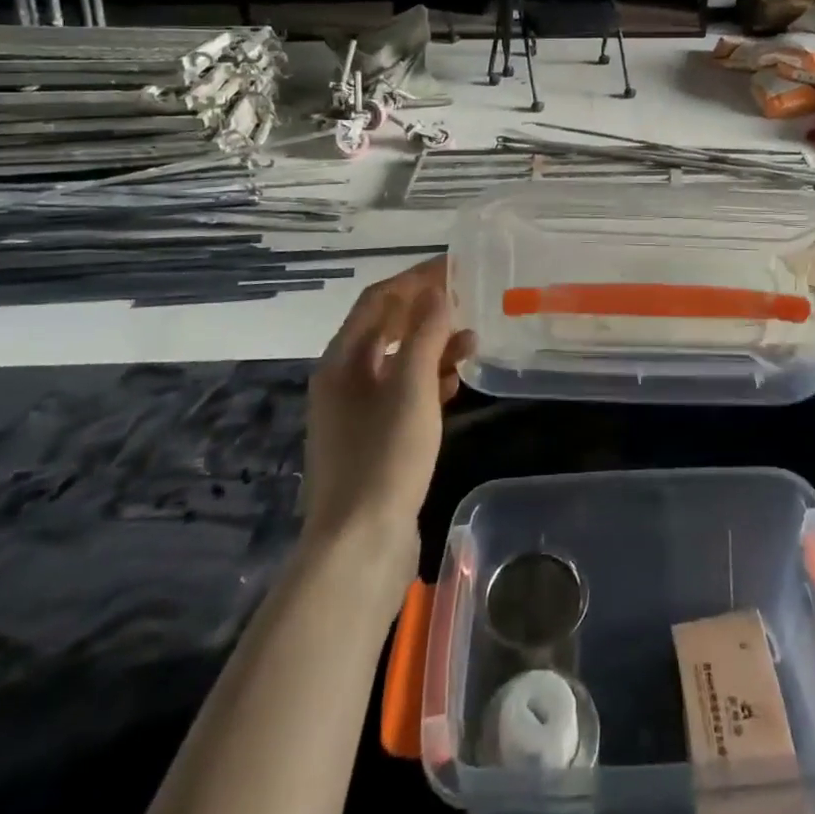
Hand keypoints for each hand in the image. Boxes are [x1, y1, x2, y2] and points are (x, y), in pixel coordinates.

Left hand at [302, 257, 473, 563]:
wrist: (360, 546)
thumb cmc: (385, 456)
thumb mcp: (411, 387)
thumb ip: (425, 334)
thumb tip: (437, 291)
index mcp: (342, 360)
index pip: (378, 299)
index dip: (416, 278)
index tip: (456, 266)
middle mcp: (342, 380)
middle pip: (385, 328)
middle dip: (426, 310)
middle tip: (467, 298)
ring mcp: (355, 413)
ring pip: (396, 362)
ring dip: (431, 346)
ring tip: (473, 340)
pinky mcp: (372, 440)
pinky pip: (401, 394)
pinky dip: (428, 380)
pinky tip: (456, 383)